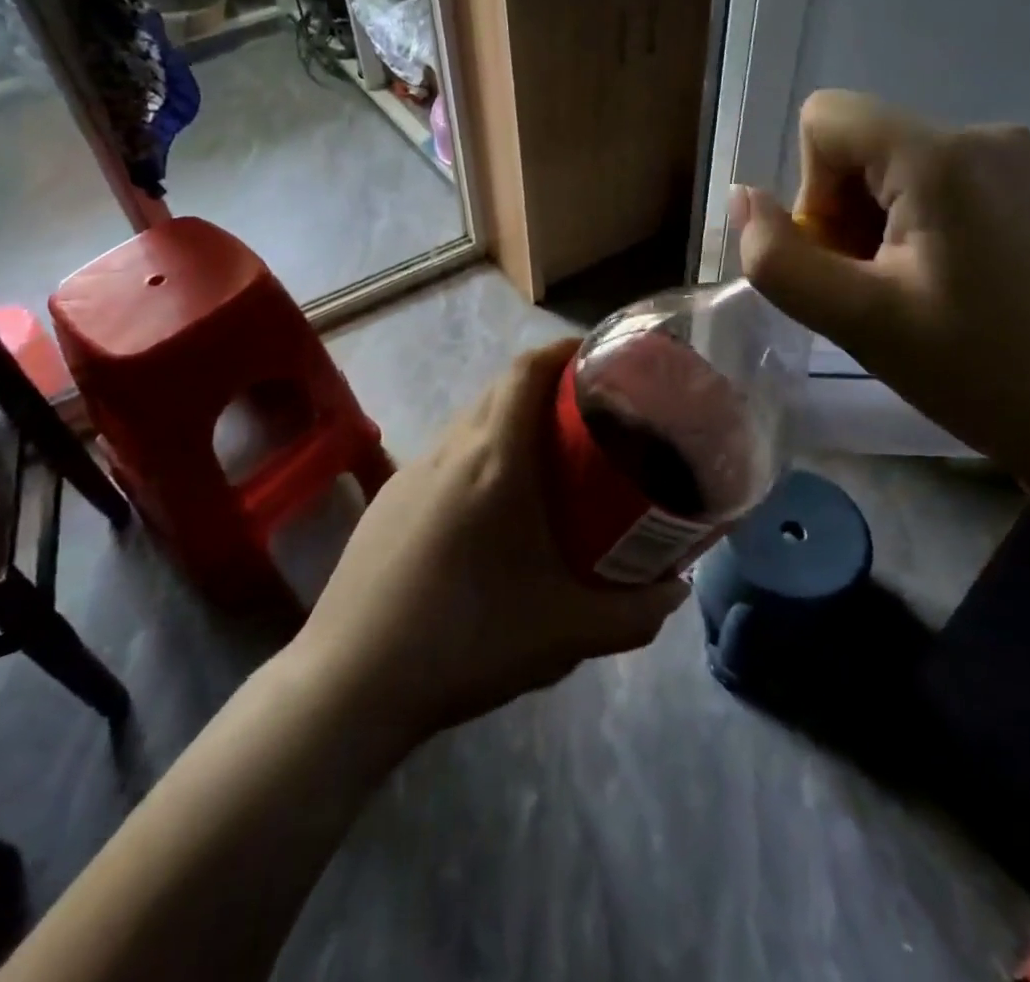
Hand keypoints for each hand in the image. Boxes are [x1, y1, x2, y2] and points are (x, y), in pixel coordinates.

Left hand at [293, 339, 688, 740]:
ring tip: (542, 465)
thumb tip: (676, 592)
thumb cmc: (468, 640)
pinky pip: (443, 457)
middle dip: (543, 386)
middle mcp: (450, 449)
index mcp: (494, 459)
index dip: (561, 350)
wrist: (352, 680)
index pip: (526, 370)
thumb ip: (634, 614)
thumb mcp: (567, 634)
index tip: (595, 358)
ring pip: (469, 422)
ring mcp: (411, 472)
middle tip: (584, 418)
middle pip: (500, 389)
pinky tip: (485, 514)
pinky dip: (475, 457)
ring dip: (507, 423)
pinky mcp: (387, 500)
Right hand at [733, 90, 1029, 489]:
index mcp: (944, 156)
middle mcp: (996, 135)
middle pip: (871, 146)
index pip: (826, 120)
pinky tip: (980, 291)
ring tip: (932, 298)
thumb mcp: (856, 322)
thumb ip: (777, 258)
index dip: (813, 192)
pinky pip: (968, 183)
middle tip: (885, 295)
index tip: (849, 262)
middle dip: (853, 214)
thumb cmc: (981, 375)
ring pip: (916, 168)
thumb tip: (742, 198)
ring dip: (895, 224)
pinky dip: (944, 226)